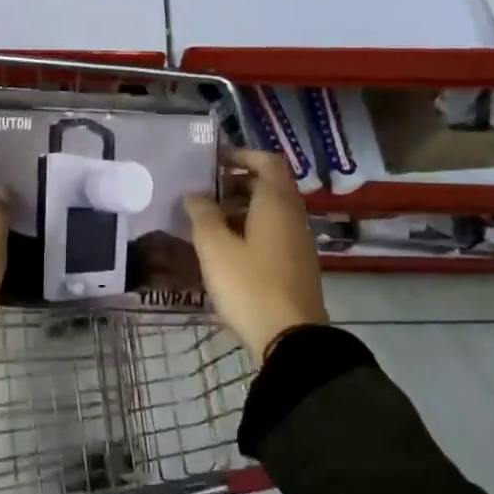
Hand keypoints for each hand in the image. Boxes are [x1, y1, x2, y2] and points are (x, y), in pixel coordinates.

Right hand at [184, 148, 328, 362]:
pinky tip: (226, 250)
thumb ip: (202, 214)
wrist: (291, 338)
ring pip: (270, 211)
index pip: (266, 161)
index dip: (241, 155)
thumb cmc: (249, 284)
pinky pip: (273, 233)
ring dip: (241, 208)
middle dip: (236, 183)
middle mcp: (293, 216)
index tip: (213, 162)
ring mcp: (298, 242)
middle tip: (204, 193)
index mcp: (276, 203)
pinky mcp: (296, 265)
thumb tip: (194, 194)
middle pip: (268, 186)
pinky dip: (250, 230)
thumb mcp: (215, 247)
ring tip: (208, 222)